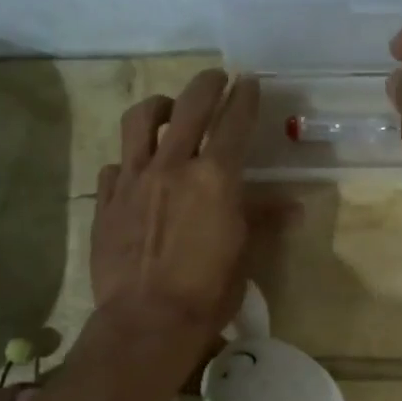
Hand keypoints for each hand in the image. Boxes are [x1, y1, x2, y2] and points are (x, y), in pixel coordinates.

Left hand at [89, 68, 259, 346]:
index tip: (249, 81)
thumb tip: (294, 207)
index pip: (234, 123)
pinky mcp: (107, 200)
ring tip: (168, 110)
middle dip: (206, 85)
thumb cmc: (208, 292)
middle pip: (189, 106)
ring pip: (140, 121)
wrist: (148, 321)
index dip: (244, 97)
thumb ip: (262, 219)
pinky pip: (114, 165)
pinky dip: (128, 160)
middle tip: (215, 79)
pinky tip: (135, 171)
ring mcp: (134, 180)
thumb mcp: (245, 255)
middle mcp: (173, 166)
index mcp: (215, 177)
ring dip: (159, 107)